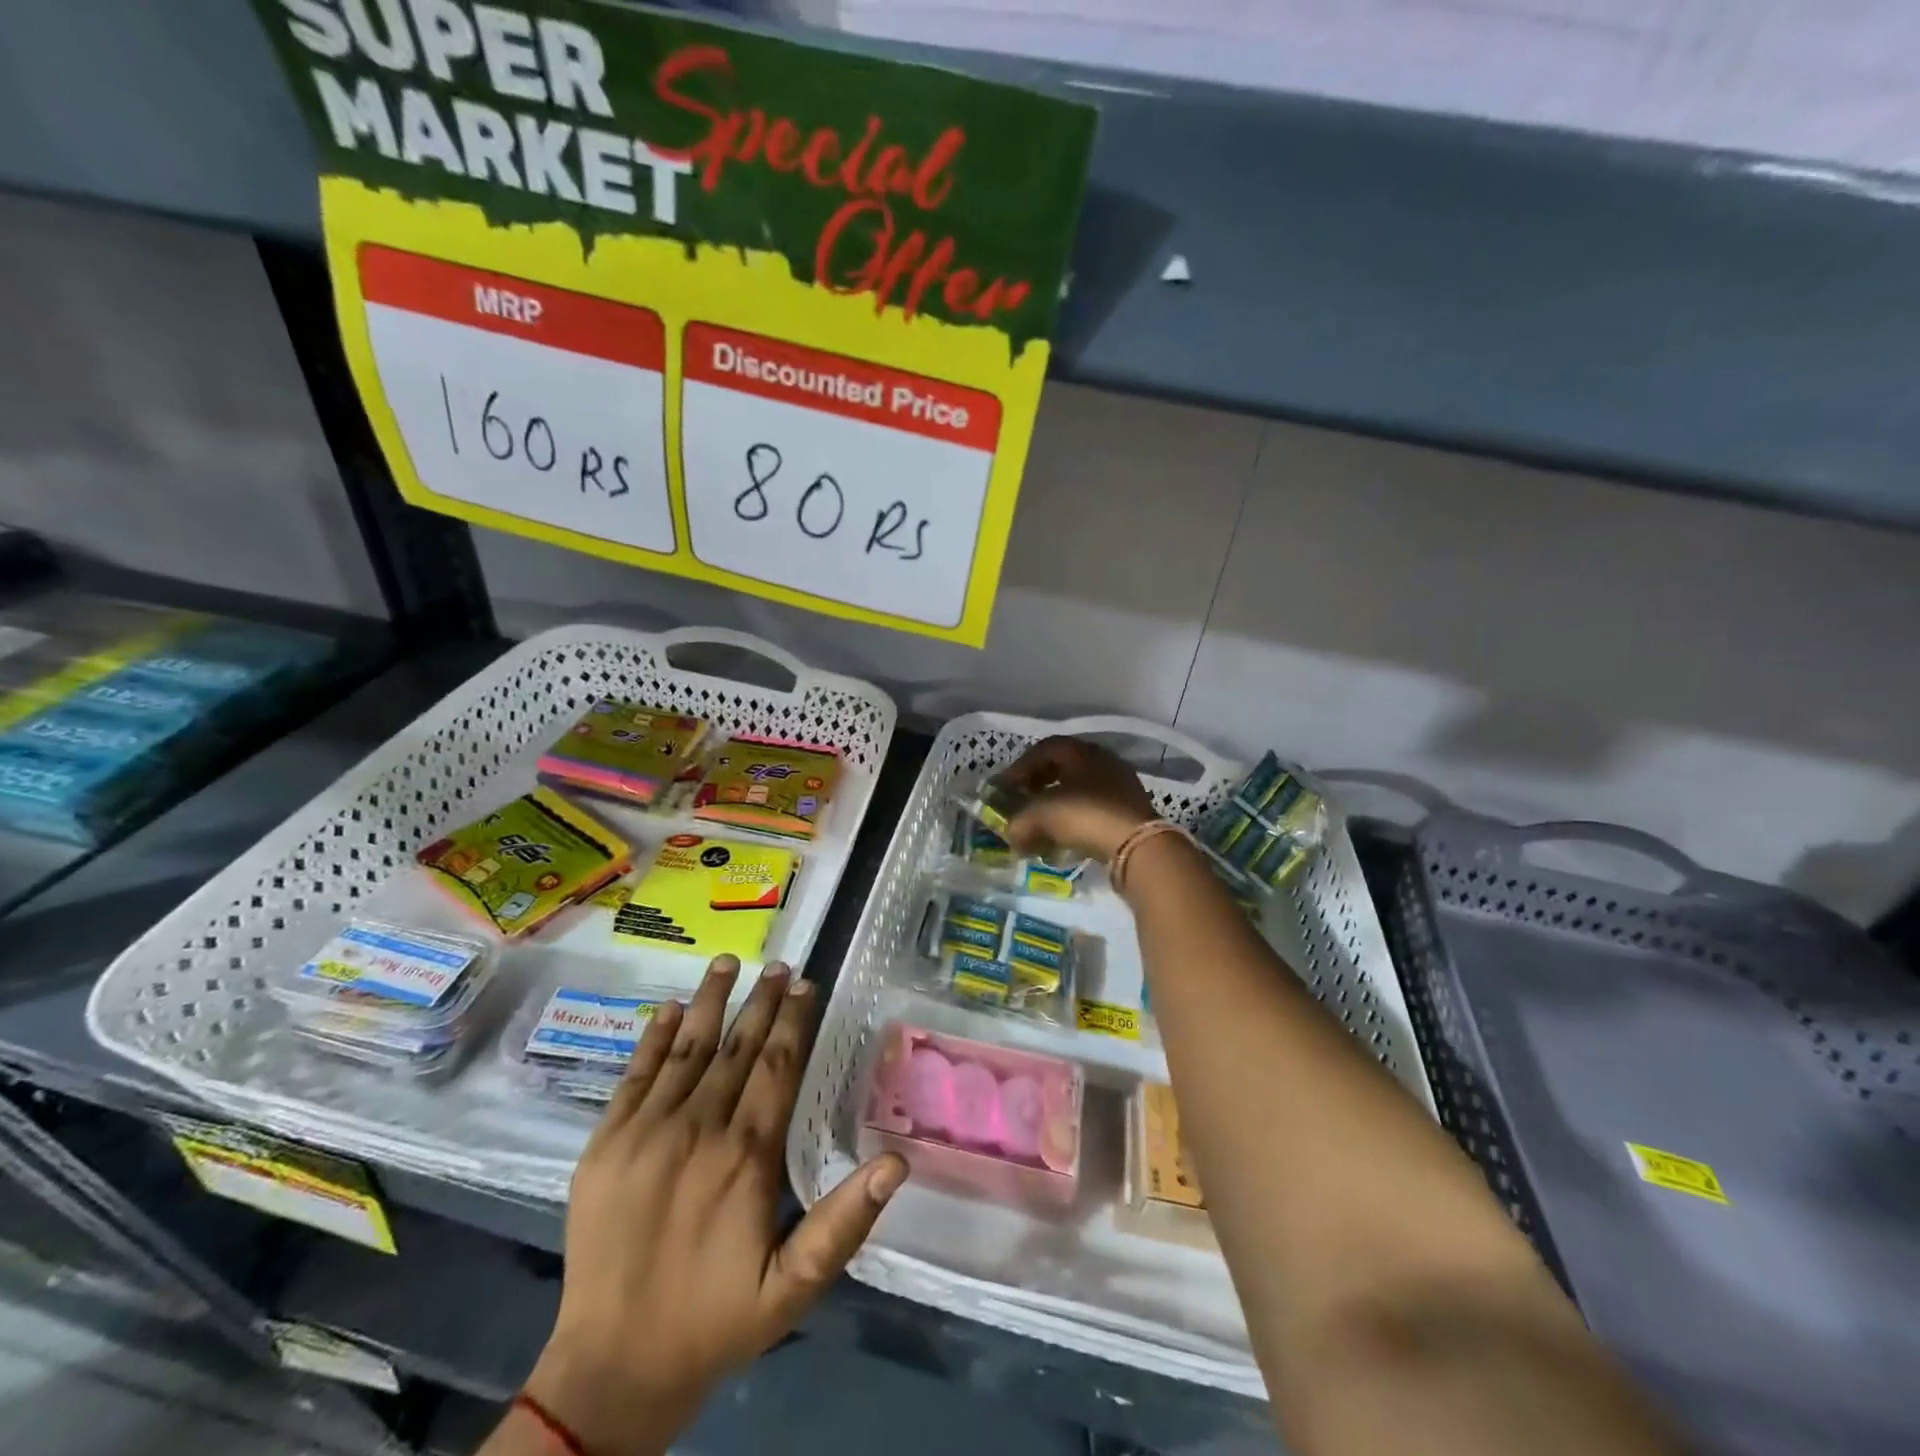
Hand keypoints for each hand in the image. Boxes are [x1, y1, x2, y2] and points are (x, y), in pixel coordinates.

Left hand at [522, 957, 907, 1455]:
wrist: (611, 1369)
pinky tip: (671, 1009)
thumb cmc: (714, 1321)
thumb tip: (897, 1162)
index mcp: (745, 1156)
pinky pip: (633, 1076)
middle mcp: (697, 1129)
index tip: (807, 984)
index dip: (794, 1021)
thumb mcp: (794, 1288)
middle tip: (780, 963)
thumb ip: (844, 1222)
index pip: (777, 1067)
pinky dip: (654, 1038)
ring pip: (687, 1049)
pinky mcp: (604, 1144)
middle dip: (761, 1001)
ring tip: (729, 962)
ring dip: (711, 1001)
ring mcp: (644, 1132)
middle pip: (737, 1048)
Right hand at [995, 735, 1158, 862]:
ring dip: (1057, 803)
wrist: (1138, 845)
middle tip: (1022, 801)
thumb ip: (1019, 823)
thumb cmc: (1086, 816)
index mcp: (1081, 751)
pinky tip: (1066, 837)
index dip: (1020, 767)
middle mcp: (1103, 760)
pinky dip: (1075, 819)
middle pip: (1062, 766)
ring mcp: (1120, 785)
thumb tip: (1012, 835)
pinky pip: (1094, 808)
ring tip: (1042, 823)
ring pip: (1079, 788)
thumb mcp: (1041, 816)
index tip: (1005, 788)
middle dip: (1038, 784)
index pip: (1043, 749)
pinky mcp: (1130, 810)